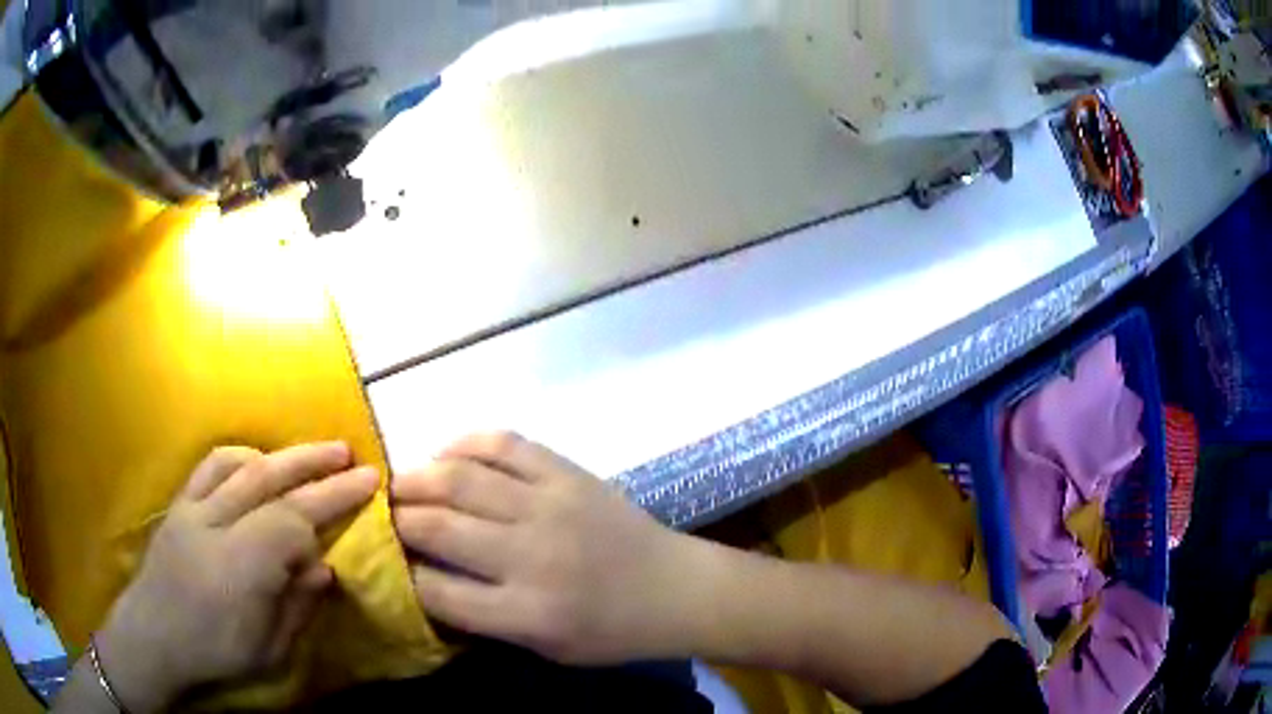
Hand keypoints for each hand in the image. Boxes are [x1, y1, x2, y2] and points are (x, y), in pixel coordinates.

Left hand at [95, 443, 378, 712]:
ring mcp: (192, 509)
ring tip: (311, 454)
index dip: (333, 499)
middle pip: (269, 481)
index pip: (294, 519)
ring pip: (240, 466)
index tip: (368, 484)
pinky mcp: (178, 504)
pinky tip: (258, 463)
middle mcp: (215, 525)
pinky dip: (241, 457)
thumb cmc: (215, 654)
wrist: (152, 637)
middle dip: (314, 465)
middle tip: (350, 454)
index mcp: (240, 566)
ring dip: (281, 455)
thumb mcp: (269, 651)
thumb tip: (324, 567)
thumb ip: (297, 606)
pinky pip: (210, 466)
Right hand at [392, 432, 699, 664]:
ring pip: (459, 478)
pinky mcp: (567, 473)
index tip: (386, 564)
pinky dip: (465, 443)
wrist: (675, 588)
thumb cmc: (610, 632)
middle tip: (381, 517)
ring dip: (416, 477)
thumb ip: (484, 618)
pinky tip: (446, 453)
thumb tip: (425, 579)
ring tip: (399, 484)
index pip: (435, 590)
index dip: (401, 575)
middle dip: (396, 520)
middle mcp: (530, 556)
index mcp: (526, 613)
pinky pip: (503, 443)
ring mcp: (549, 505)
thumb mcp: (545, 647)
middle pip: (436, 526)